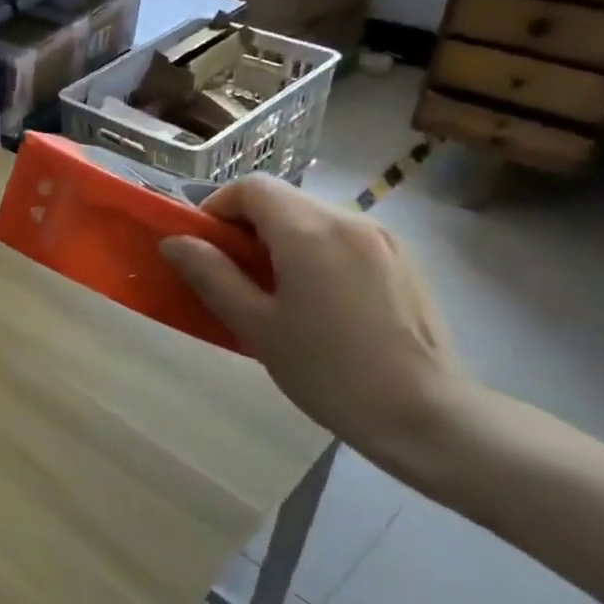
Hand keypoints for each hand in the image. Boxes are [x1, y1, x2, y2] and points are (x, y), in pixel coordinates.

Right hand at [161, 177, 472, 478]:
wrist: (428, 416)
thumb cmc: (328, 370)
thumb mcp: (255, 325)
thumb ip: (210, 274)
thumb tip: (175, 242)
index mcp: (309, 230)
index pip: (251, 187)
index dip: (217, 208)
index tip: (204, 247)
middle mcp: (349, 220)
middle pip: (282, 200)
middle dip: (246, 227)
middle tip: (232, 275)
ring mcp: (383, 239)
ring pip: (313, 218)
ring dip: (280, 240)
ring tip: (274, 292)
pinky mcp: (404, 261)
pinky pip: (342, 238)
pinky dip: (314, 252)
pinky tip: (317, 302)